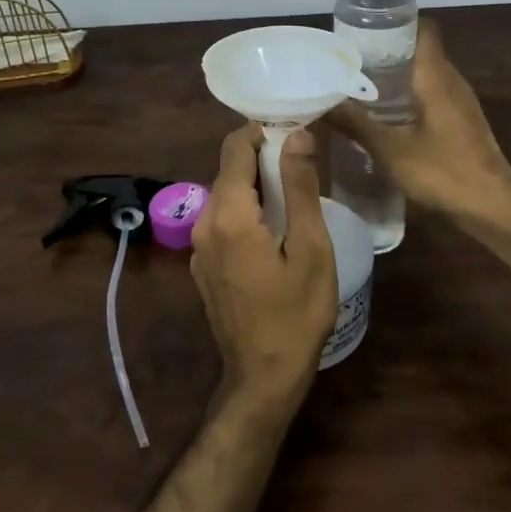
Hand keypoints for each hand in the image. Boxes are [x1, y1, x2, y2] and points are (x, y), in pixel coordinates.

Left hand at [191, 125, 338, 414]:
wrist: (263, 378)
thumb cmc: (296, 314)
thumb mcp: (311, 248)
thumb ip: (300, 187)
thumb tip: (297, 135)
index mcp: (229, 215)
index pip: (236, 148)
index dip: (263, 133)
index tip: (295, 134)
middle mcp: (204, 223)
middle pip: (229, 170)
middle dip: (262, 158)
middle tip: (303, 165)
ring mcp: (199, 247)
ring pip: (225, 195)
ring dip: (255, 186)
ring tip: (294, 195)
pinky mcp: (203, 265)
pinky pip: (222, 220)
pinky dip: (245, 210)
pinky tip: (274, 229)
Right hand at [327, 20, 510, 273]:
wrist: (493, 209)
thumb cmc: (443, 172)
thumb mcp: (390, 150)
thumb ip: (355, 124)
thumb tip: (318, 102)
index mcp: (436, 76)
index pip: (422, 28)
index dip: (395, 21)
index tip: (363, 26)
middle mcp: (451, 81)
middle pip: (419, 50)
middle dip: (386, 49)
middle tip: (348, 56)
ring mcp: (459, 102)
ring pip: (425, 74)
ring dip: (395, 74)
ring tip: (358, 82)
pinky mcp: (460, 122)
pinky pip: (430, 94)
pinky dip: (407, 95)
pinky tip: (384, 113)